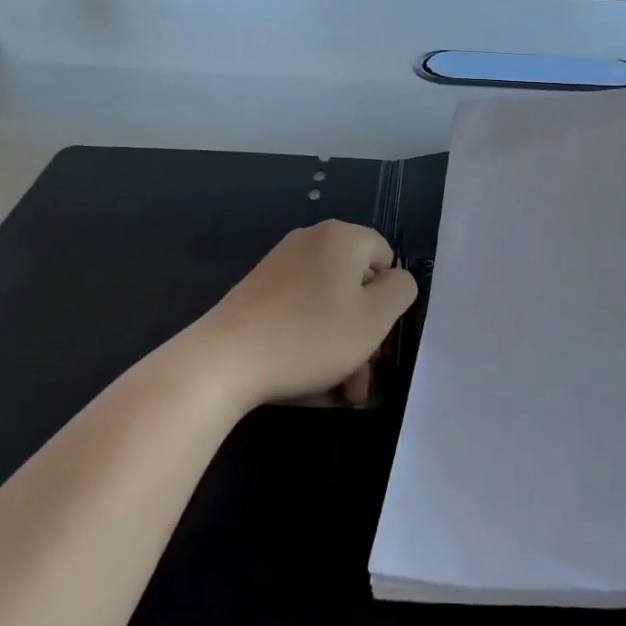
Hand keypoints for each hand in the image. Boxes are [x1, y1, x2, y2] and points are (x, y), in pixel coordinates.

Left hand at [194, 221, 416, 410]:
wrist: (224, 360)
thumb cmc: (310, 336)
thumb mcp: (375, 318)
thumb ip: (400, 290)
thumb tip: (395, 279)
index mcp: (341, 236)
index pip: (386, 257)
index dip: (389, 299)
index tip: (378, 337)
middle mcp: (311, 239)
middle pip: (356, 282)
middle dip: (365, 330)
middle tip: (362, 377)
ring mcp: (280, 263)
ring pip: (330, 302)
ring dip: (342, 342)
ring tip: (340, 388)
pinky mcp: (258, 289)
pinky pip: (301, 308)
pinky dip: (311, 336)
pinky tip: (308, 372)